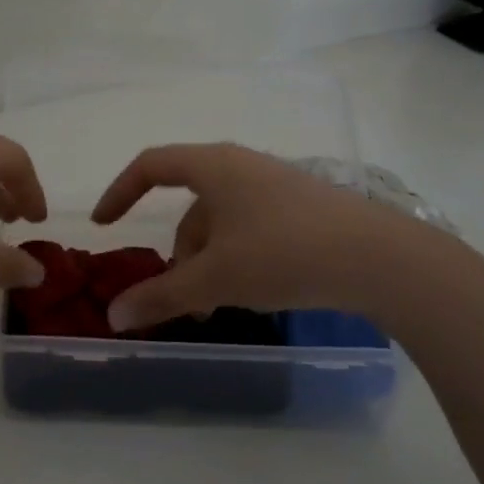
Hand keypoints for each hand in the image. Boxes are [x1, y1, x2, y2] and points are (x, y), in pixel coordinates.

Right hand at [91, 142, 455, 331]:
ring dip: (208, 263)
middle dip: (177, 254)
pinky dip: (237, 259)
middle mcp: (244, 167)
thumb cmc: (283, 254)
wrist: (380, 259)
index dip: (120, 192)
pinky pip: (252, 229)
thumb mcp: (214, 279)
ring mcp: (278, 187)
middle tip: (179, 298)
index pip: (151, 166)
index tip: (104, 225)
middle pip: (190, 205)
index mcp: (215, 167)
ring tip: (216, 307)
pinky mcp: (305, 209)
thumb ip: (160, 296)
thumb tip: (113, 316)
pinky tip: (253, 293)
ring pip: (222, 223)